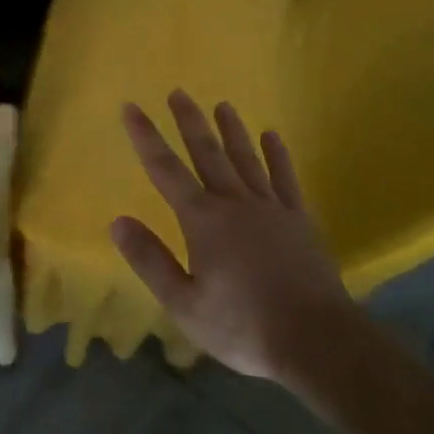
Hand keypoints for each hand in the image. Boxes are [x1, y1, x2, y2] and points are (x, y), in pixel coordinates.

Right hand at [111, 91, 354, 386]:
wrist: (316, 341)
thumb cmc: (243, 326)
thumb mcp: (185, 304)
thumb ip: (150, 261)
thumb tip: (117, 221)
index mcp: (203, 221)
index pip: (165, 170)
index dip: (146, 138)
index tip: (131, 107)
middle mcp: (235, 203)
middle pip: (208, 153)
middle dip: (190, 122)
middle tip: (178, 92)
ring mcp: (271, 208)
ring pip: (246, 159)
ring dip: (232, 130)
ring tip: (222, 105)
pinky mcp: (299, 220)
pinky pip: (285, 178)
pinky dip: (277, 155)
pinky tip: (272, 136)